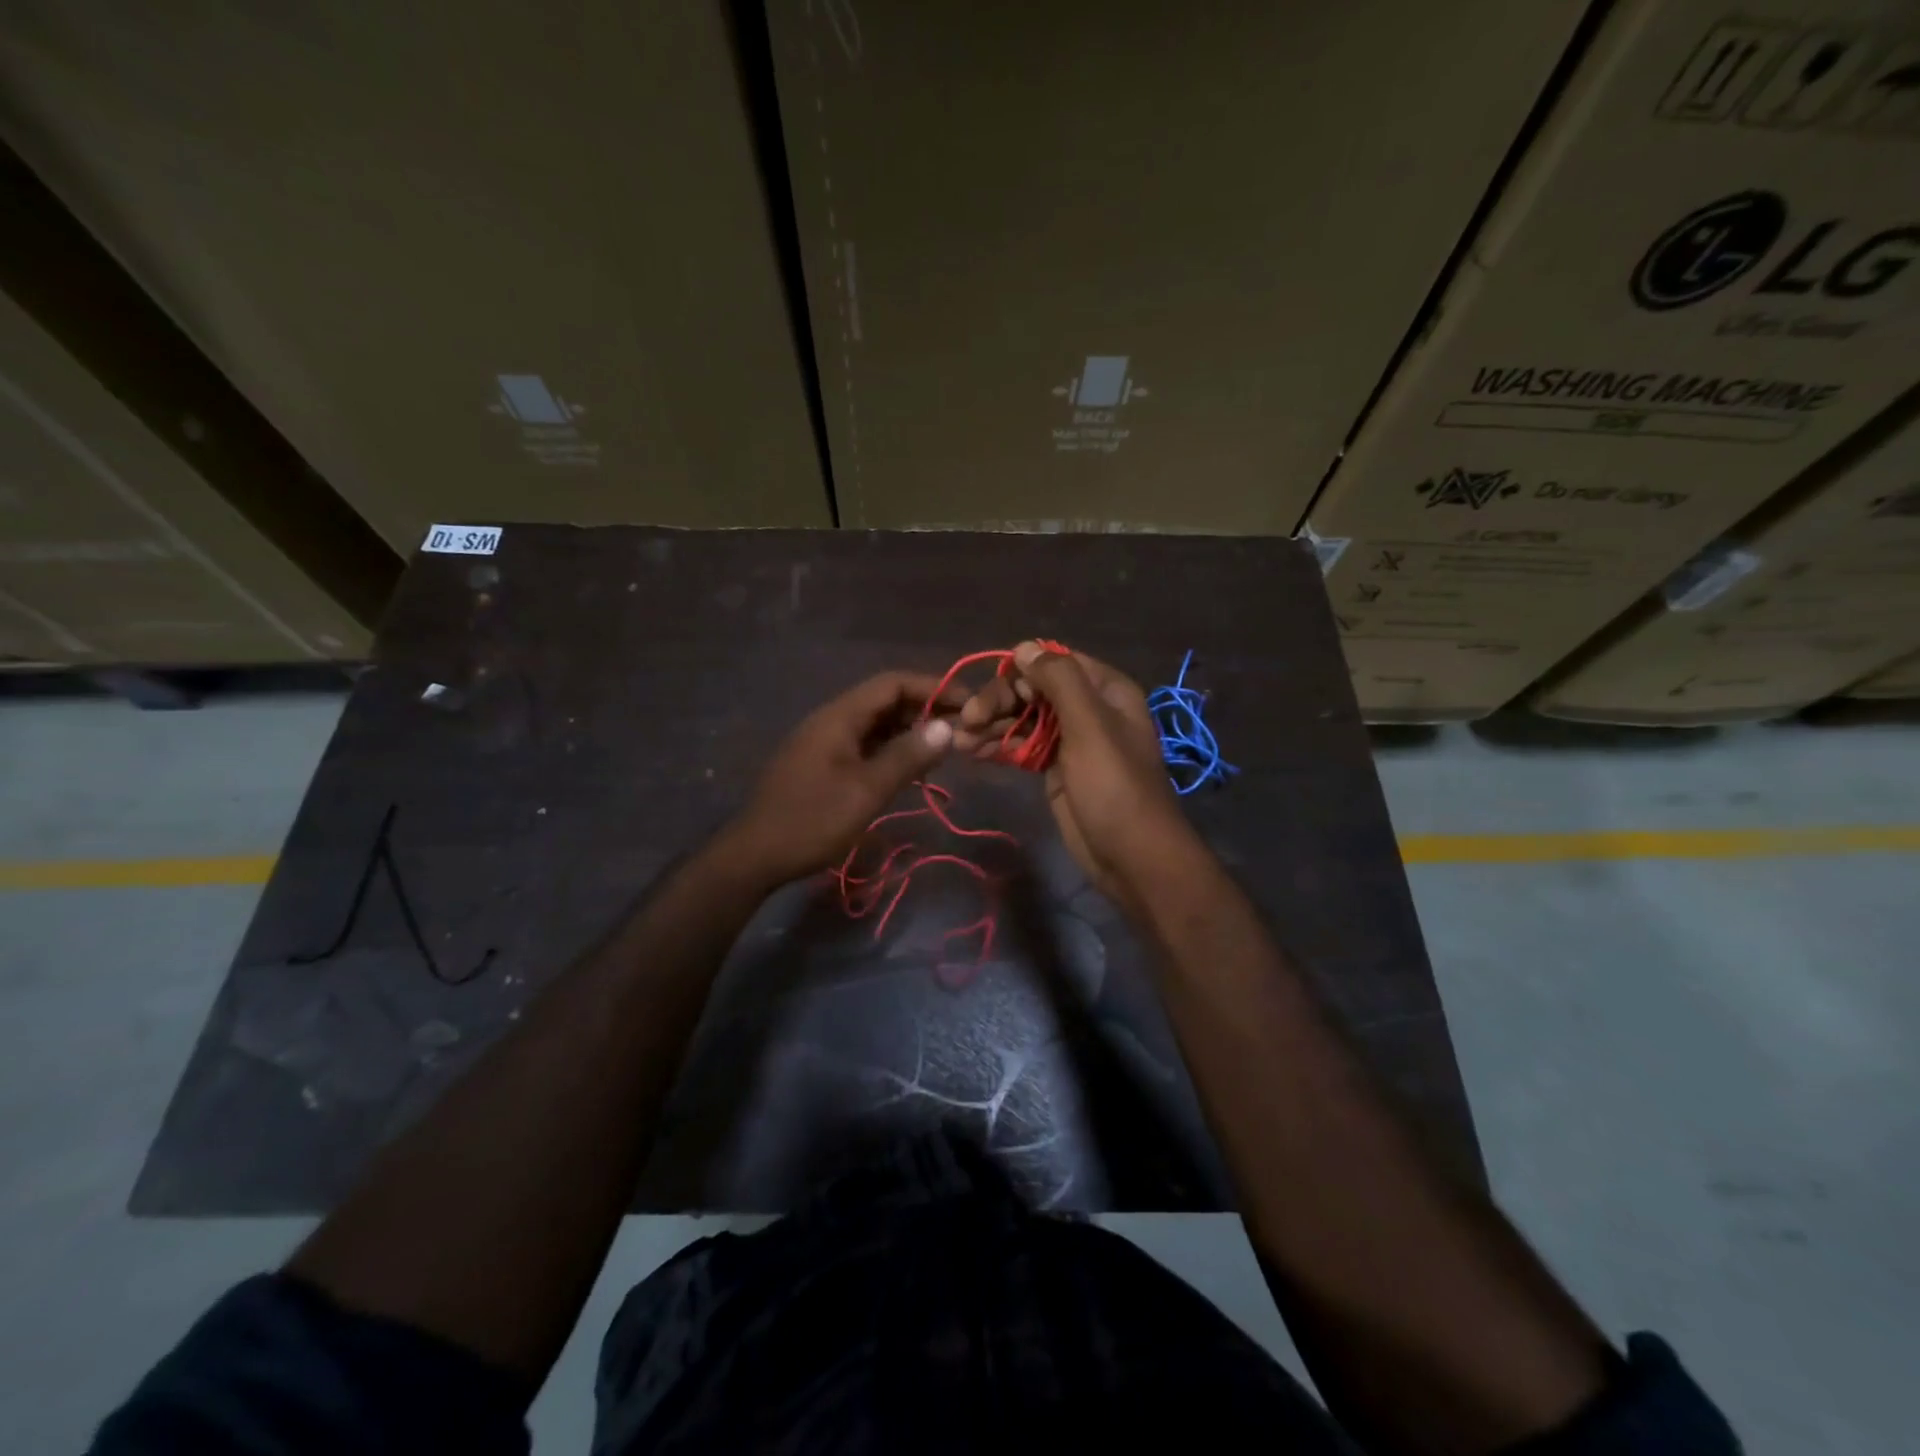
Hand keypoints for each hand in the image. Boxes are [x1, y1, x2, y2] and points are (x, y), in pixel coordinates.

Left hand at [721, 671, 960, 887]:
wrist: (756, 855)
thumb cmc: (813, 820)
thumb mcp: (867, 790)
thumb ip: (908, 756)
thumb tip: (947, 726)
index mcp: (840, 716)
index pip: (893, 683)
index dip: (933, 688)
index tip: (968, 704)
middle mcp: (832, 720)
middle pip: (885, 701)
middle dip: (925, 710)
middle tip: (960, 731)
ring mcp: (825, 742)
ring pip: (876, 724)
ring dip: (909, 732)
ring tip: (943, 750)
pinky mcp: (822, 764)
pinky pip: (864, 745)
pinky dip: (891, 750)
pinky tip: (910, 770)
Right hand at [954, 642, 1193, 909]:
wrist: (1131, 857)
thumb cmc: (1114, 786)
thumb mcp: (1090, 726)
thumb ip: (1059, 680)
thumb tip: (1024, 646)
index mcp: (1105, 690)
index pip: (1055, 662)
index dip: (1021, 670)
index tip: (992, 688)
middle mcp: (1088, 709)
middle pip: (1034, 690)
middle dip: (999, 701)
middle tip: (967, 720)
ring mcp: (1071, 741)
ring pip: (1024, 719)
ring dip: (992, 725)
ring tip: (960, 740)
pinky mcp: (1055, 769)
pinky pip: (1022, 746)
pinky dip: (999, 746)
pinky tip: (972, 751)